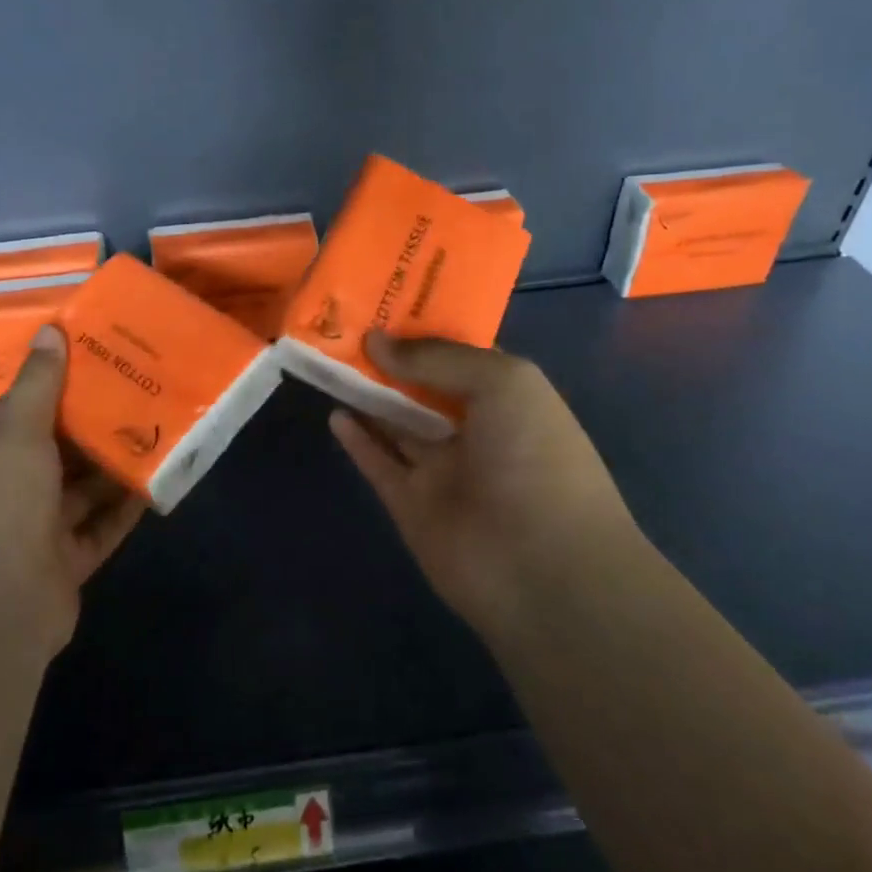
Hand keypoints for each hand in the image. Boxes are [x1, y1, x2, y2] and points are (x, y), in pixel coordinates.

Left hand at [0, 326, 146, 660]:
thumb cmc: (1, 504)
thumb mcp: (16, 432)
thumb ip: (38, 383)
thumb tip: (49, 329)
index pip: (20, 406)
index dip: (55, 380)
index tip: (96, 355)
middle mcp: (8, 486)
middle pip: (57, 445)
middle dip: (94, 420)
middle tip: (139, 385)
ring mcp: (37, 526)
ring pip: (83, 485)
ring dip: (114, 462)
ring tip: (157, 425)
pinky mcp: (67, 557)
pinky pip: (102, 524)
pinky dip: (125, 505)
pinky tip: (158, 479)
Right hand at [329, 332, 637, 639]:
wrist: (543, 570)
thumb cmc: (535, 459)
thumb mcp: (502, 382)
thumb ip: (437, 358)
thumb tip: (377, 341)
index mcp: (506, 397)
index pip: (458, 353)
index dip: (423, 328)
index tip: (381, 301)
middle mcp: (473, 429)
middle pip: (420, 386)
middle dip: (387, 358)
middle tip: (342, 325)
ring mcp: (441, 469)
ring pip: (395, 422)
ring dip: (366, 393)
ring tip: (328, 359)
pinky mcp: (411, 504)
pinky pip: (378, 463)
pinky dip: (357, 439)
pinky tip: (334, 413)